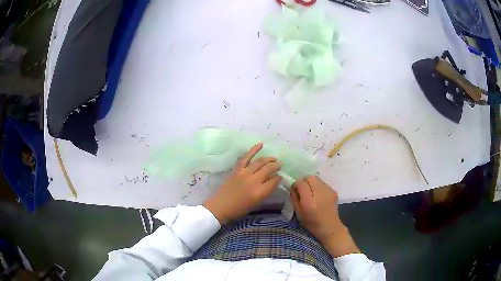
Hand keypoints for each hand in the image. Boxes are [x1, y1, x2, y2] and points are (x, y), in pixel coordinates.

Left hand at [204, 142, 282, 223]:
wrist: (221, 206)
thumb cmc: (240, 208)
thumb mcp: (256, 202)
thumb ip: (266, 191)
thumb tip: (273, 181)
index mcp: (260, 192)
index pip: (275, 180)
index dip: (279, 177)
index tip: (280, 176)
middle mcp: (254, 180)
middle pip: (269, 169)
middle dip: (277, 165)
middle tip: (280, 164)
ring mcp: (245, 173)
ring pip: (261, 161)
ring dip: (269, 159)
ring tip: (274, 159)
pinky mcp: (238, 169)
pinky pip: (247, 157)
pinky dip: (254, 149)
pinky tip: (261, 144)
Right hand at [291, 176, 359, 256]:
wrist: (330, 227)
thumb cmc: (312, 223)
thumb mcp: (298, 213)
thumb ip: (294, 198)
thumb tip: (292, 187)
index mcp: (309, 202)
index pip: (301, 183)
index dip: (296, 184)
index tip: (294, 189)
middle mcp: (320, 194)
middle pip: (310, 177)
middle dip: (304, 181)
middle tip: (302, 189)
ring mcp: (328, 191)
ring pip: (317, 179)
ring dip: (311, 183)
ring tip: (310, 192)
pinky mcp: (333, 191)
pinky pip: (322, 183)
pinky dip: (317, 186)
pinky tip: (317, 195)